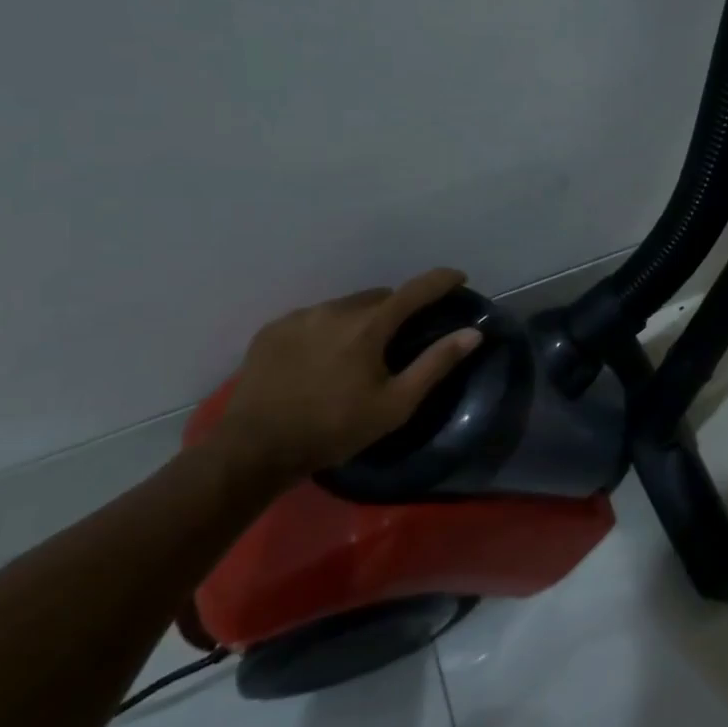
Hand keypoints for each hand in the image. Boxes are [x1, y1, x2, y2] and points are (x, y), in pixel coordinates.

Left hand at [217, 268, 483, 480]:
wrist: (254, 449)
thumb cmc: (334, 429)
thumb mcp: (395, 405)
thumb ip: (436, 364)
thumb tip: (473, 333)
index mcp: (368, 326)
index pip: (415, 290)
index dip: (441, 280)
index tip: (459, 277)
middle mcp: (334, 310)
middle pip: (379, 297)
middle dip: (397, 309)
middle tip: (402, 338)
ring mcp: (299, 317)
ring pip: (345, 306)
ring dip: (360, 320)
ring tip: (358, 352)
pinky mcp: (272, 330)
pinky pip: (313, 318)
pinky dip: (328, 329)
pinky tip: (323, 359)